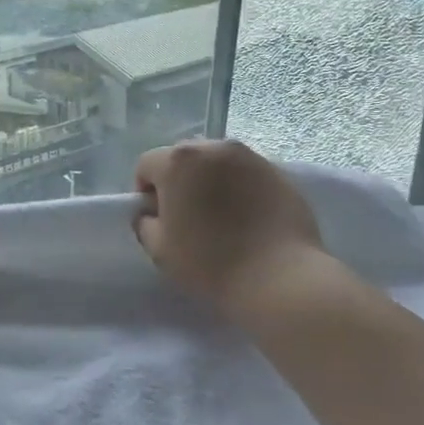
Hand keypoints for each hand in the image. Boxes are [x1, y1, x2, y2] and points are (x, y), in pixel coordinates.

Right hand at [133, 140, 331, 318]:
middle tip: (186, 215)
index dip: (145, 191)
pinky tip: (247, 218)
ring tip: (220, 216)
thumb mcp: (158, 249)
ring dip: (210, 181)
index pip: (147, 165)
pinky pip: (246, 173)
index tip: (157, 218)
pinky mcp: (279, 172)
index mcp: (179, 161)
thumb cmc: (209, 262)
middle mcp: (214, 148)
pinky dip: (239, 187)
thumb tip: (150, 213)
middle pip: (183, 158)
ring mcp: (251, 157)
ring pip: (217, 162)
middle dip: (178, 181)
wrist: (278, 277)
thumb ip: (144, 222)